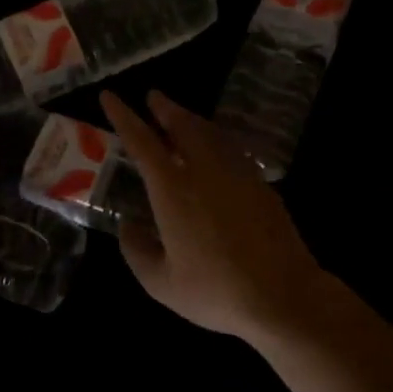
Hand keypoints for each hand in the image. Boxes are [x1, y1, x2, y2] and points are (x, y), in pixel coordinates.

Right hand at [101, 90, 330, 341]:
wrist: (282, 295)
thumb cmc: (215, 291)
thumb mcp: (161, 283)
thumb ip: (137, 251)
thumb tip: (128, 226)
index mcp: (173, 191)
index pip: (142, 143)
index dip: (123, 117)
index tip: (110, 96)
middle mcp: (204, 171)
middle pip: (182, 126)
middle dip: (164, 109)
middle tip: (153, 97)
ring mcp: (238, 174)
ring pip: (210, 133)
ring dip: (191, 120)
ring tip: (180, 116)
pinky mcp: (261, 184)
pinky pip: (231, 148)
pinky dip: (216, 138)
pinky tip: (215, 148)